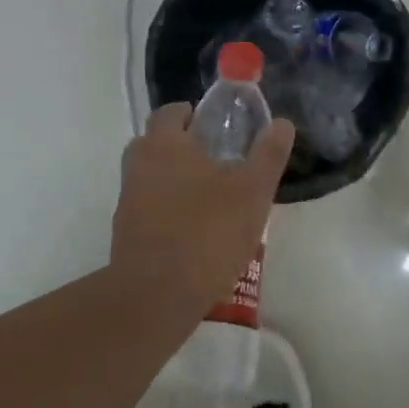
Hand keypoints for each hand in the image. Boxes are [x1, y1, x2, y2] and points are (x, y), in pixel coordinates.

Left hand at [112, 104, 294, 318]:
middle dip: (182, 147)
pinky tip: (194, 230)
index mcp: (165, 144)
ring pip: (151, 177)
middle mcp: (139, 165)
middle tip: (216, 162)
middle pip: (156, 143)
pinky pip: (148, 208)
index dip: (192, 115)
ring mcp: (127, 200)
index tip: (215, 128)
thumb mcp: (252, 192)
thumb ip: (268, 155)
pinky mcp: (125, 232)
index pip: (171, 113)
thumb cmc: (208, 233)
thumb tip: (282, 124)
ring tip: (210, 199)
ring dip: (174, 180)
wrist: (156, 295)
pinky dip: (166, 210)